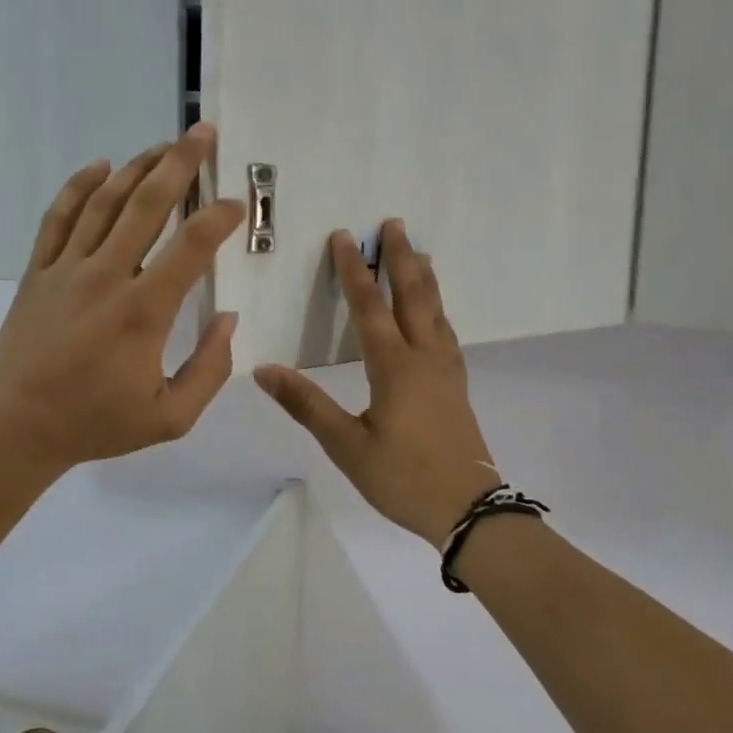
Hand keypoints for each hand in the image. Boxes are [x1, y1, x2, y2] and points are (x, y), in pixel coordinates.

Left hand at [0, 124, 246, 476]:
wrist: (18, 427)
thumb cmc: (98, 422)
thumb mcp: (172, 417)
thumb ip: (210, 369)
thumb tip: (228, 319)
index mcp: (144, 311)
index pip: (192, 246)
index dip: (220, 218)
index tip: (238, 204)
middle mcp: (106, 276)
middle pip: (147, 204)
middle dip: (180, 163)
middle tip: (204, 133)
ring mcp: (66, 269)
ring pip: (105, 202)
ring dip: (137, 167)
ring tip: (164, 145)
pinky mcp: (37, 271)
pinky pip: (58, 217)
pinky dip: (79, 186)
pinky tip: (99, 166)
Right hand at [254, 221, 498, 543]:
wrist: (468, 508)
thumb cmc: (402, 477)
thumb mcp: (346, 446)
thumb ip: (307, 405)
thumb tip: (264, 370)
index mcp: (394, 367)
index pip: (369, 307)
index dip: (354, 271)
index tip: (344, 237)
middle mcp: (424, 357)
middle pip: (413, 296)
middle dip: (401, 258)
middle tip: (394, 224)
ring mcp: (446, 370)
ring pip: (436, 311)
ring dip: (424, 278)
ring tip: (419, 253)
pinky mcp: (457, 385)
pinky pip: (446, 332)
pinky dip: (438, 309)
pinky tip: (436, 314)